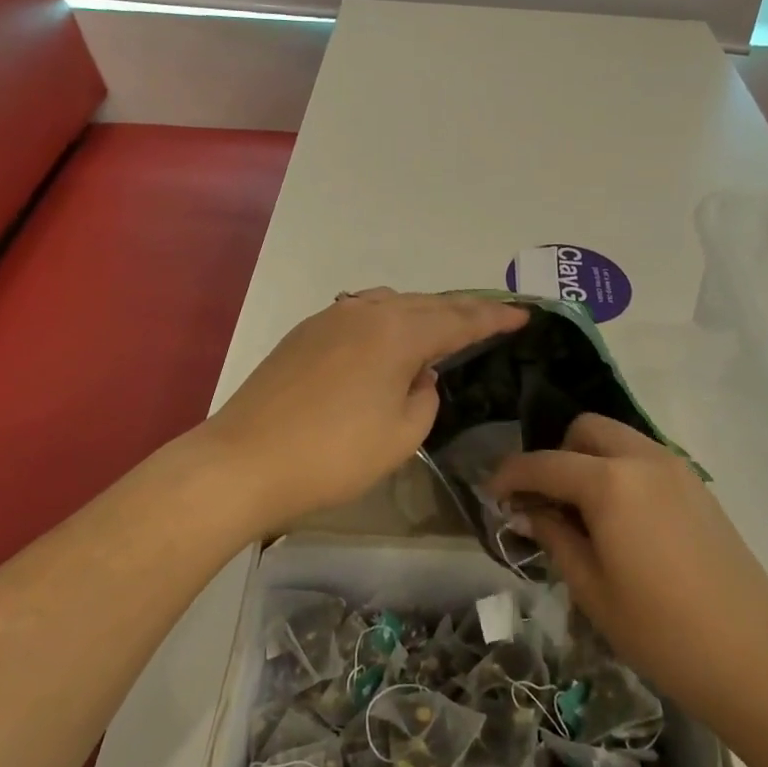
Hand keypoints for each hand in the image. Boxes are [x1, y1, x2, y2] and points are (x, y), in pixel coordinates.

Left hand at [202, 289, 527, 529]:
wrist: (244, 462)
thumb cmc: (333, 455)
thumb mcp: (401, 436)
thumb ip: (424, 397)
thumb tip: (418, 375)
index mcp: (398, 332)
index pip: (459, 319)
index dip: (494, 318)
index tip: (523, 315)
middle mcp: (366, 312)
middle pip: (426, 304)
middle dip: (461, 311)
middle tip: (491, 318)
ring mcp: (329, 318)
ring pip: (390, 304)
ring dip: (421, 313)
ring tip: (441, 326)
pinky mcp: (304, 334)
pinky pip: (360, 314)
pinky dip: (386, 320)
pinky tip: (387, 335)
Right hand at [491, 414, 767, 729]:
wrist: (755, 659)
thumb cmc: (661, 632)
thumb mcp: (591, 588)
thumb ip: (554, 537)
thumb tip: (528, 512)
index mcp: (610, 482)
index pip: (545, 463)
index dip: (510, 475)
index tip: (491, 494)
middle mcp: (643, 459)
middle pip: (585, 430)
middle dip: (556, 455)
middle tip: (544, 501)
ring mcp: (677, 468)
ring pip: (618, 439)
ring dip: (589, 460)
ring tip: (580, 512)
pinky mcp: (698, 487)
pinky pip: (644, 459)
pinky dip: (620, 471)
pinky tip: (619, 520)